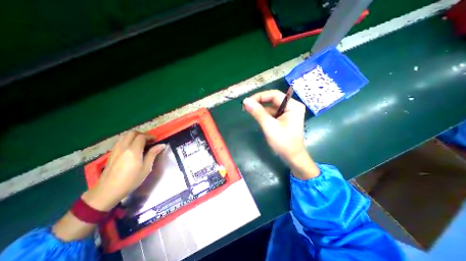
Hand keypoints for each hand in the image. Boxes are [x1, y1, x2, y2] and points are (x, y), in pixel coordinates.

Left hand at [82, 131, 165, 210]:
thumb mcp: (146, 168)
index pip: (142, 137)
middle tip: (149, 141)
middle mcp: (123, 147)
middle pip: (132, 133)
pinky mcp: (111, 153)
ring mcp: (115, 150)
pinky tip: (132, 149)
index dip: (150, 136)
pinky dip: (128, 141)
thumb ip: (153, 154)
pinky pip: (120, 141)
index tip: (156, 140)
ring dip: (134, 137)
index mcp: (133, 151)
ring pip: (125, 136)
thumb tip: (162, 145)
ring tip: (141, 144)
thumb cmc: (131, 180)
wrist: (108, 191)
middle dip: (142, 135)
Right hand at [242, 89, 318, 178]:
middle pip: (273, 99)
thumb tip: (245, 101)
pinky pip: (273, 112)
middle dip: (259, 102)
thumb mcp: (269, 126)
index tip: (247, 102)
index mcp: (292, 105)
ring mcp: (289, 112)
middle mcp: (292, 106)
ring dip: (261, 108)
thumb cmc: (283, 142)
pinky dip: (265, 114)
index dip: (259, 96)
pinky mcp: (286, 118)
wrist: (293, 157)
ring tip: (249, 111)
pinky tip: (258, 117)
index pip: (274, 94)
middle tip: (246, 106)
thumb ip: (257, 112)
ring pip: (272, 106)